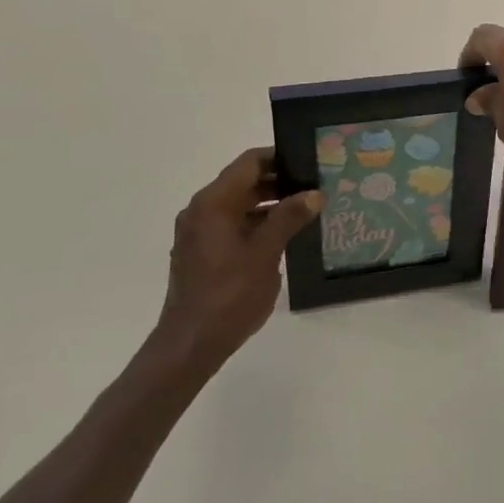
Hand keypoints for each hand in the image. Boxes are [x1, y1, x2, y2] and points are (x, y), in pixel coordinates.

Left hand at [152, 148, 320, 370]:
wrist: (190, 345)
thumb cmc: (229, 294)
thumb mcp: (266, 253)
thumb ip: (289, 218)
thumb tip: (314, 193)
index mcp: (213, 202)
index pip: (249, 162)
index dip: (279, 157)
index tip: (308, 161)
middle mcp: (201, 209)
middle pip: (243, 181)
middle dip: (278, 182)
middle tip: (313, 186)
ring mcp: (198, 232)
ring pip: (238, 204)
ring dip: (268, 204)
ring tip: (304, 211)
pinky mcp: (199, 252)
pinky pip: (230, 224)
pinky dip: (254, 223)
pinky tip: (281, 236)